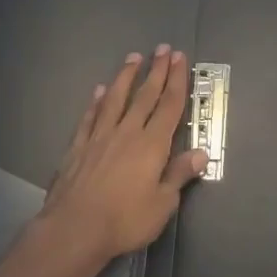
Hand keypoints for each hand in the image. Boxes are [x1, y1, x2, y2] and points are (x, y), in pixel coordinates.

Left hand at [40, 45, 205, 267]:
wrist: (74, 228)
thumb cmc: (124, 220)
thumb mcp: (162, 204)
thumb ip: (179, 175)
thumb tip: (202, 153)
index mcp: (152, 144)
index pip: (169, 106)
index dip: (176, 81)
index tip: (179, 58)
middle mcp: (127, 132)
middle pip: (145, 95)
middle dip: (156, 71)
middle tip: (162, 48)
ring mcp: (100, 136)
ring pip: (116, 98)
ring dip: (126, 76)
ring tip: (133, 57)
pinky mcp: (78, 146)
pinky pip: (90, 117)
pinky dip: (95, 102)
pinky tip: (98, 91)